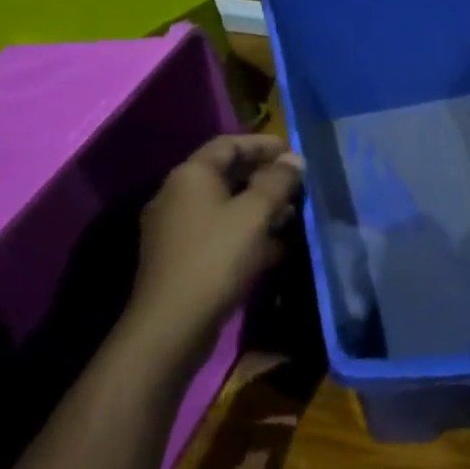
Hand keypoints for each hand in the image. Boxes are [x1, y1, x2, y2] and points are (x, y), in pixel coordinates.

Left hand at [122, 135, 303, 366]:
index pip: (228, 144)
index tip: (293, 150)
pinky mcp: (182, 257)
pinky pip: (220, 232)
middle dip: (264, 176)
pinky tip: (276, 244)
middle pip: (226, 174)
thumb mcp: (255, 214)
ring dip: (259, 206)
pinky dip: (247, 232)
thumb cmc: (216, 257)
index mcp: (191, 176)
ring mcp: (177, 229)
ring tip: (293, 213)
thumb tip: (294, 158)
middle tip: (297, 182)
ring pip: (225, 206)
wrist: (172, 324)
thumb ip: (277, 182)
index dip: (262, 144)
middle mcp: (178, 195)